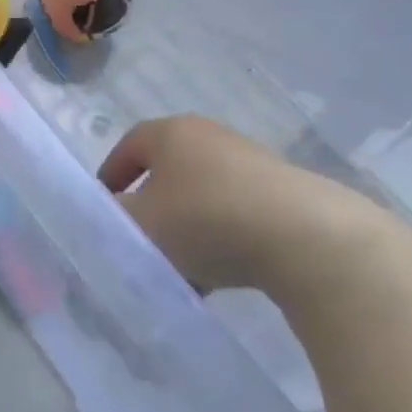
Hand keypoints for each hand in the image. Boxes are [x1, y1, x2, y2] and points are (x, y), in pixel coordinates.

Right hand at [98, 116, 406, 298]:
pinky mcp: (283, 193)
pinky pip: (235, 214)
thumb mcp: (142, 225)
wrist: (306, 238)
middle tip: (140, 242)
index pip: (130, 144)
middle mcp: (210, 137)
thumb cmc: (206, 220)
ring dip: (185, 230)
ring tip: (180, 271)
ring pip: (201, 197)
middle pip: (167, 172)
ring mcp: (251, 163)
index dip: (112, 175)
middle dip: (151, 209)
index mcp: (173, 133)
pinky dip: (220, 239)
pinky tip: (219, 277)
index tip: (104, 207)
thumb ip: (112, 221)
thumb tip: (108, 218)